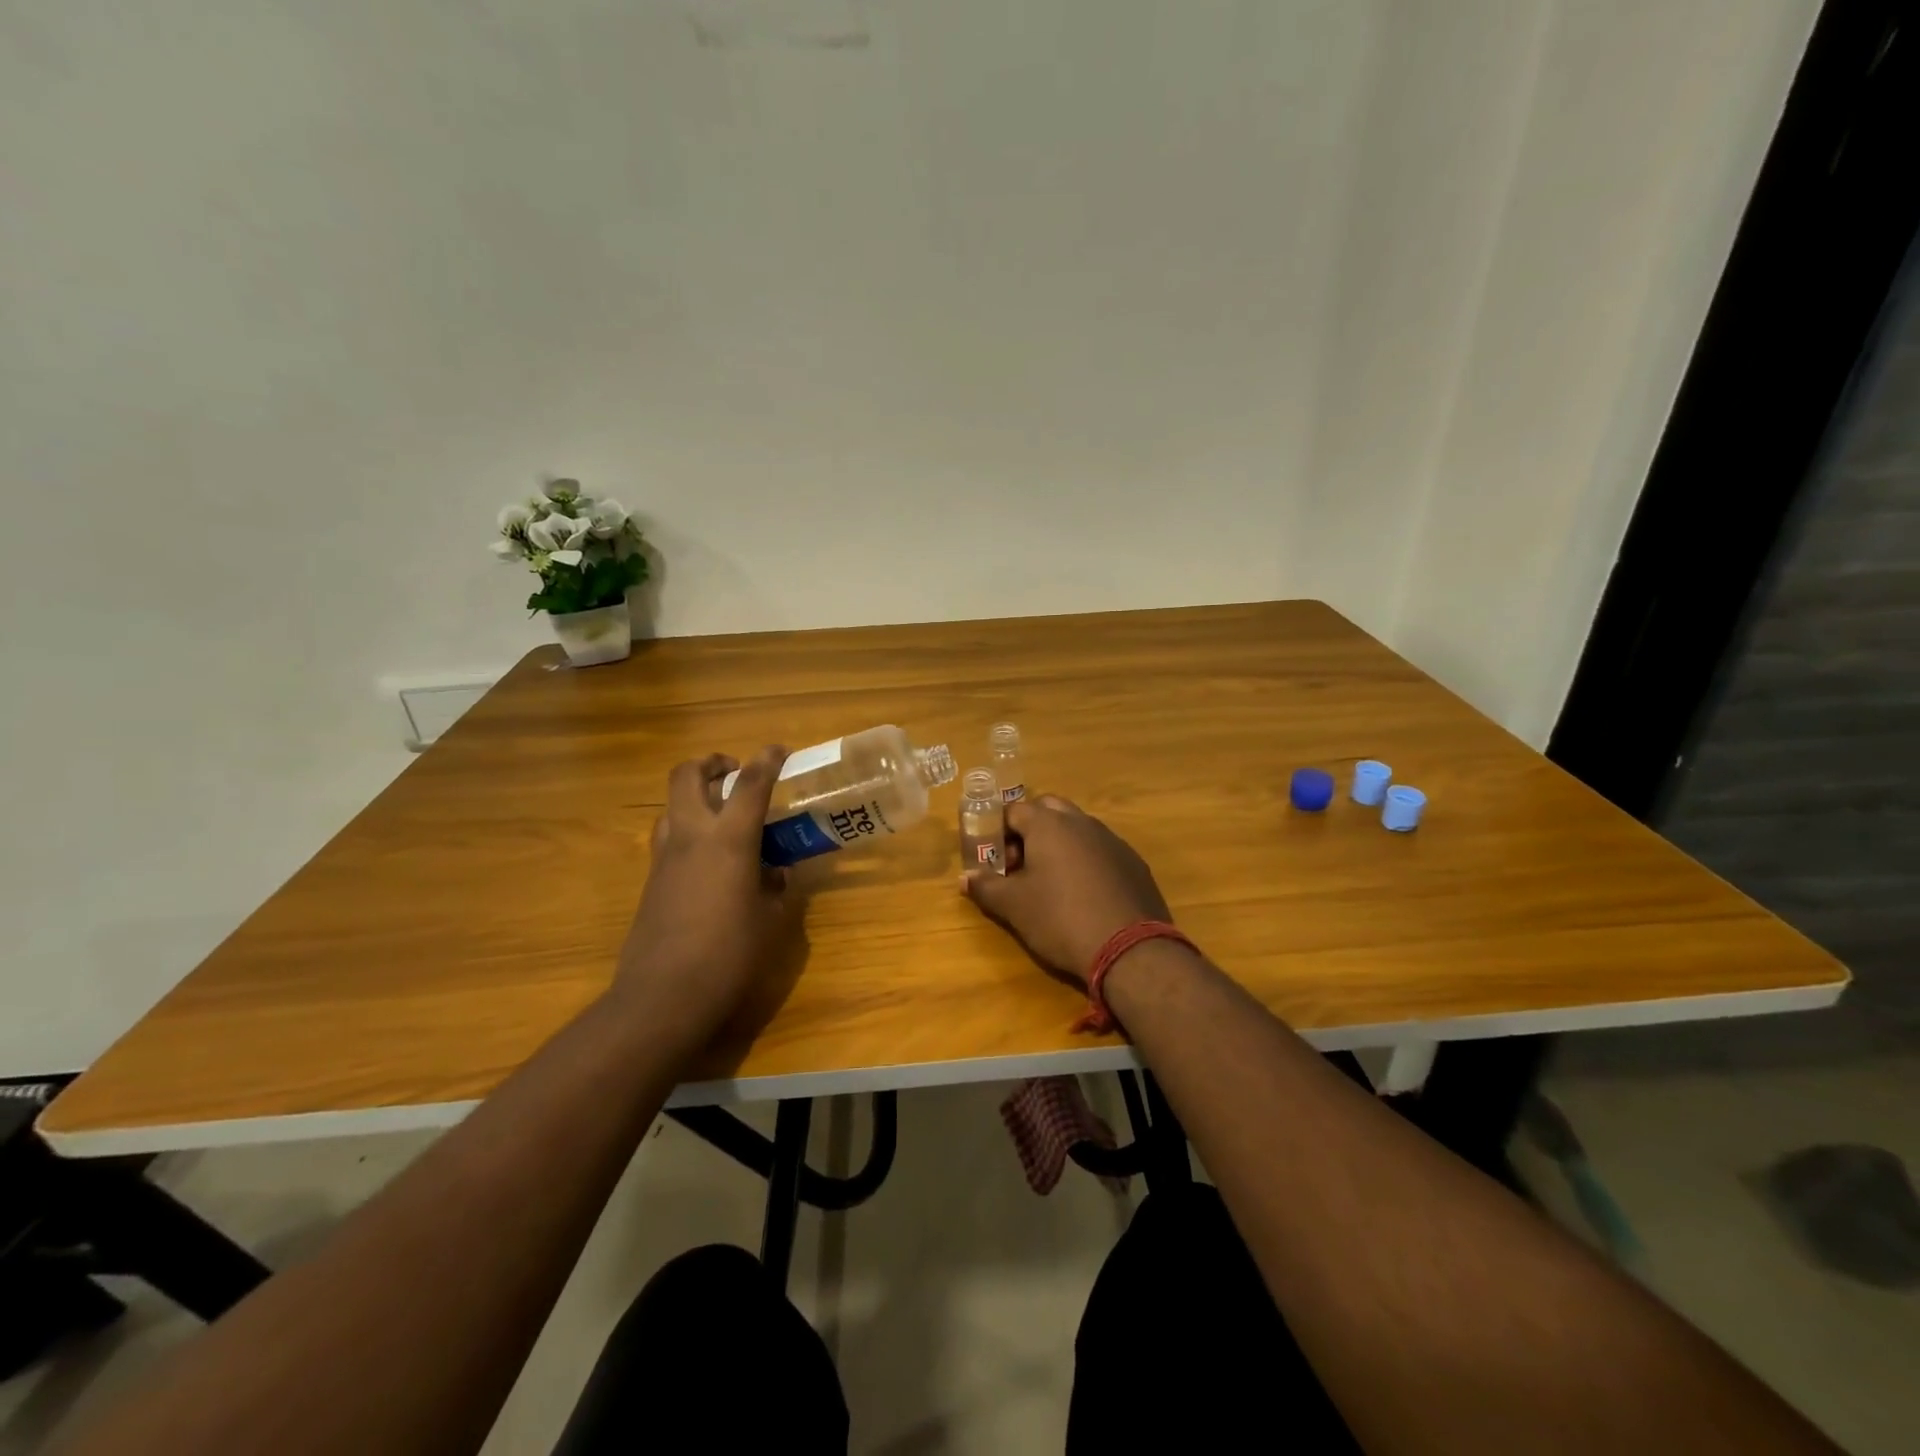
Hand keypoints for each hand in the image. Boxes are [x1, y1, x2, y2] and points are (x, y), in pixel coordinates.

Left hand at [614, 747, 795, 1041]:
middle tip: (733, 772)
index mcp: (729, 840)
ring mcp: (664, 857)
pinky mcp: (650, 881)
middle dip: (711, 763)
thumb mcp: (770, 920)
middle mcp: (692, 836)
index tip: (780, 750)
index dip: (767, 760)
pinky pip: (667, 838)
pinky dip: (686, 831)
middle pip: (687, 775)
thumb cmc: (730, 954)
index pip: (750, 784)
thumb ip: (776, 887)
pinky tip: (708, 860)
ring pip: (670, 805)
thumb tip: (775, 873)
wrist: (663, 995)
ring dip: (694, 797)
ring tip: (720, 814)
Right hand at [961, 794, 1170, 984]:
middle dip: (1029, 830)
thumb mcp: (1013, 906)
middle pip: (1048, 810)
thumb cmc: (1060, 918)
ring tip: (1049, 882)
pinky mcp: (1133, 862)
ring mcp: (1112, 840)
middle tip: (1019, 864)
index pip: (1013, 811)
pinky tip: (1083, 895)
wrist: (1129, 948)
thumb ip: (986, 886)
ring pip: (1077, 828)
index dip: (997, 832)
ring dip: (1058, 844)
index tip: (993, 860)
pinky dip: (1085, 861)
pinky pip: (1100, 850)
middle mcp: (1081, 822)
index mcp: (1049, 824)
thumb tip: (964, 877)